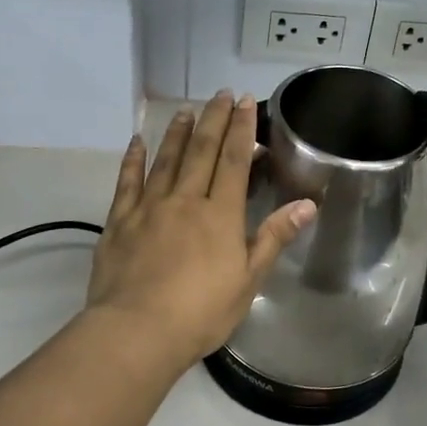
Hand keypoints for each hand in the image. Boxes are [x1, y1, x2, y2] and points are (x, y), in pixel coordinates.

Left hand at [86, 91, 316, 366]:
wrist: (138, 331)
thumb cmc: (201, 313)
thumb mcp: (248, 281)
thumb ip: (273, 238)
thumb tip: (307, 204)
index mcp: (220, 215)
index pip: (233, 161)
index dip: (241, 130)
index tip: (245, 102)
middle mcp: (185, 200)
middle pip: (201, 151)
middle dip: (213, 120)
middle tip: (220, 95)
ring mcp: (149, 208)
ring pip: (166, 160)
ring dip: (177, 133)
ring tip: (185, 110)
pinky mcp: (120, 221)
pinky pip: (127, 182)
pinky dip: (133, 159)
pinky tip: (137, 142)